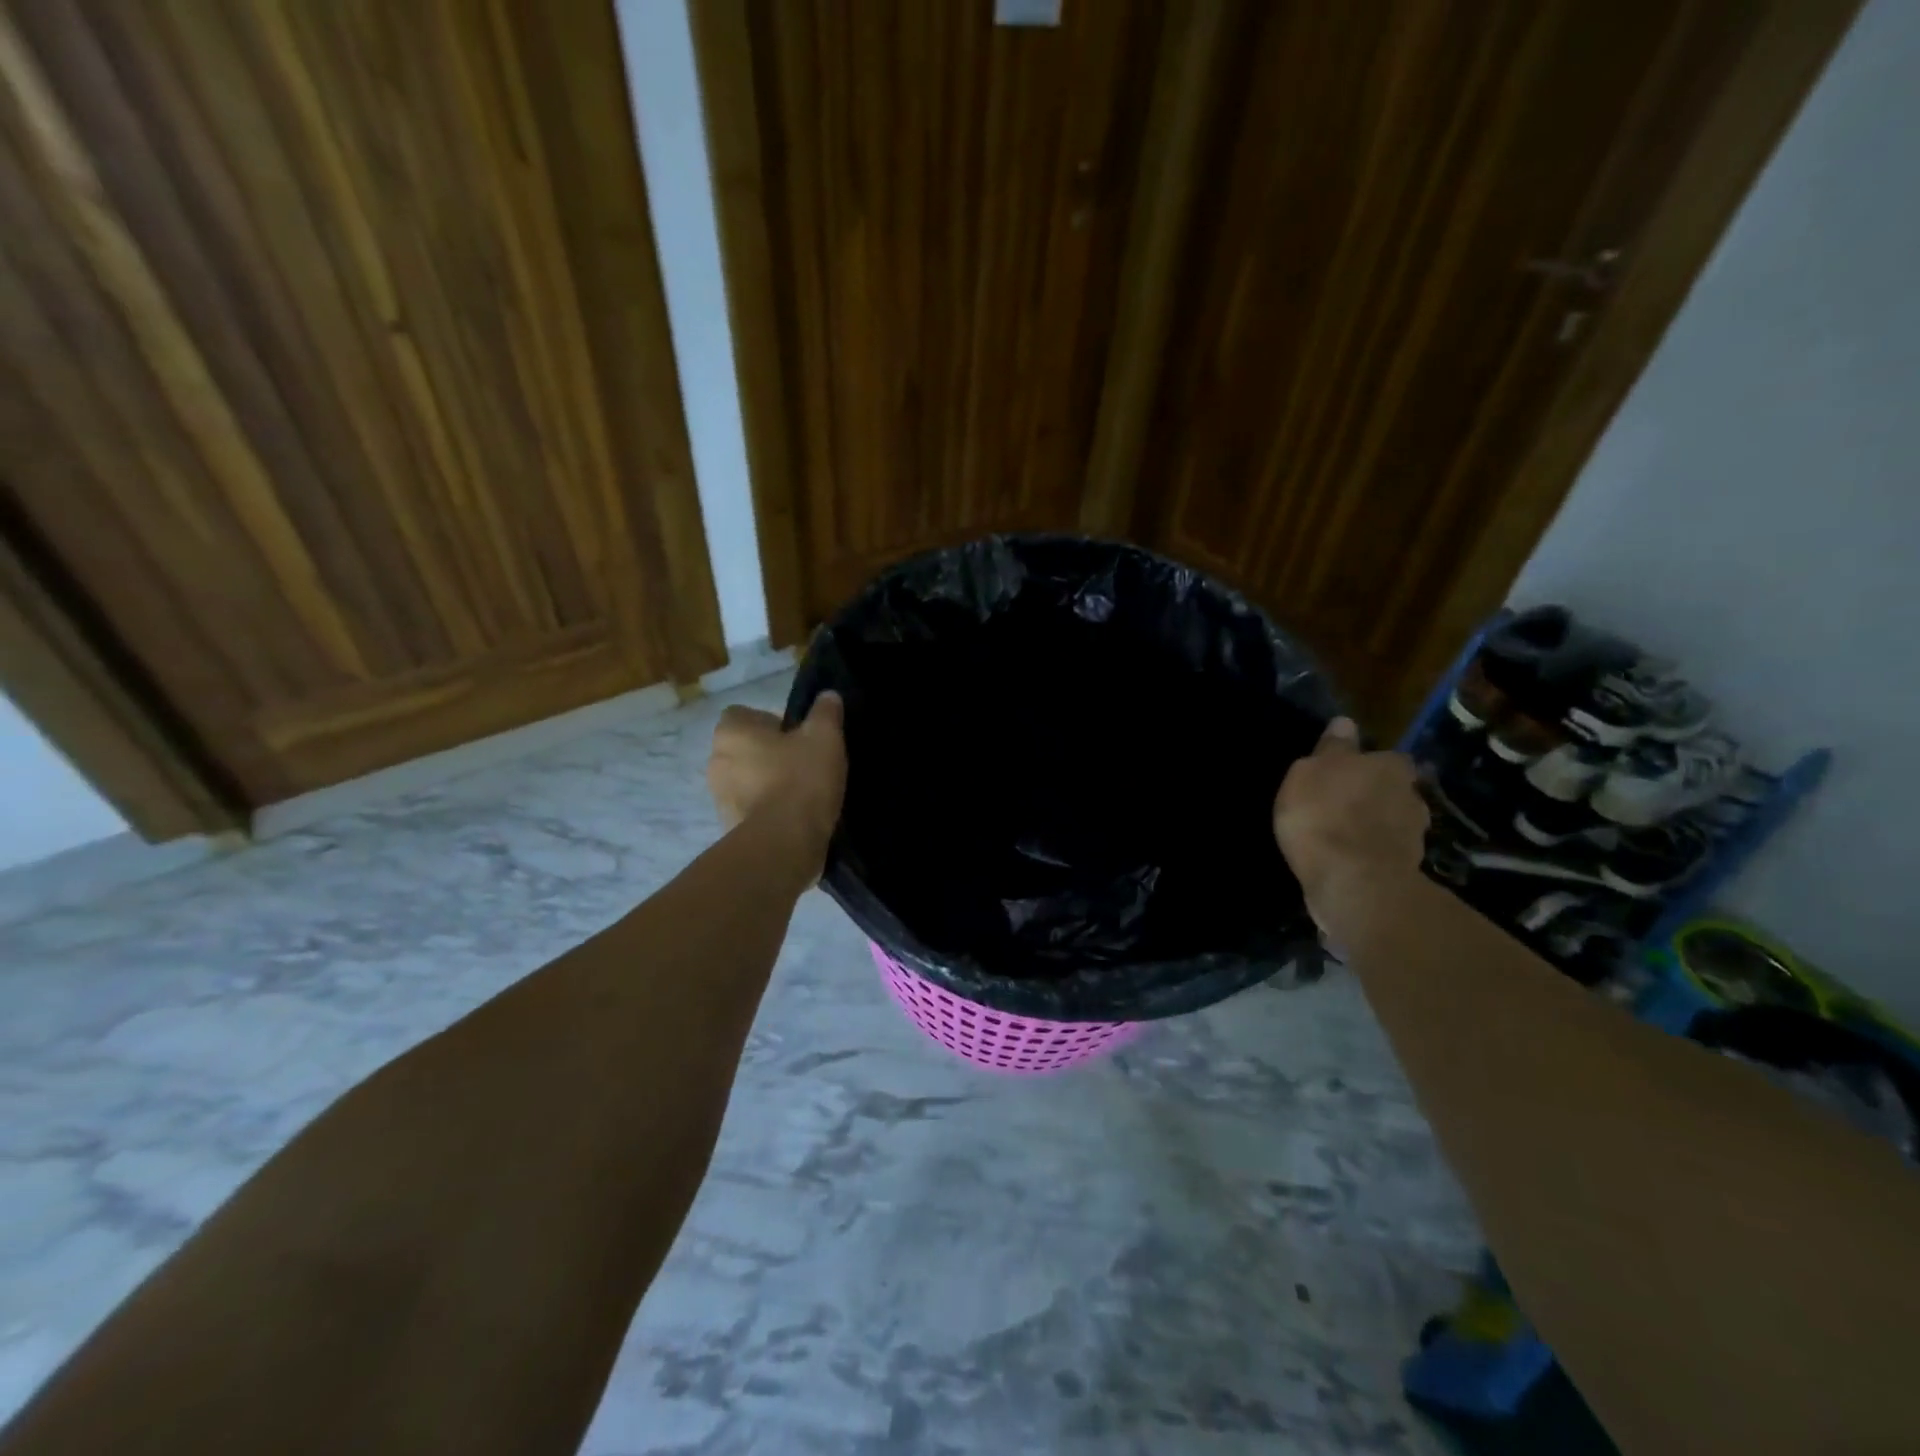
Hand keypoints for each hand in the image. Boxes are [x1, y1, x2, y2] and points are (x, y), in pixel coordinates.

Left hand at [707, 692, 846, 863]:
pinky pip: (752, 809)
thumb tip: (828, 696)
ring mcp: (719, 797)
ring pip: (747, 780)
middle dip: (770, 754)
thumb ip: (826, 712)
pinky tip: (796, 817)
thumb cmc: (800, 779)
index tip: (798, 736)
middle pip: (745, 748)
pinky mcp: (729, 827)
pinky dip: (769, 810)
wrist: (784, 843)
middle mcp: (716, 760)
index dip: (772, 722)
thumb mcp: (825, 737)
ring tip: (803, 793)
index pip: (744, 715)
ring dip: (768, 783)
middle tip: (805, 762)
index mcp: (731, 732)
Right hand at [1272, 717, 1427, 918]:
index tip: (1345, 775)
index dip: (1366, 765)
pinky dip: (1372, 854)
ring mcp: (1415, 836)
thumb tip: (1345, 723)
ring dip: (1374, 827)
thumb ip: (1331, 748)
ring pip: (1392, 823)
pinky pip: (1386, 854)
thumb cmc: (1324, 815)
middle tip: (1342, 806)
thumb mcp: (1309, 772)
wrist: (1352, 882)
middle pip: (1393, 790)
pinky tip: (1350, 861)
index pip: (1386, 757)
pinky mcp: (1408, 870)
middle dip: (1373, 796)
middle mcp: (1413, 795)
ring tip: (1344, 837)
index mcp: (1391, 766)